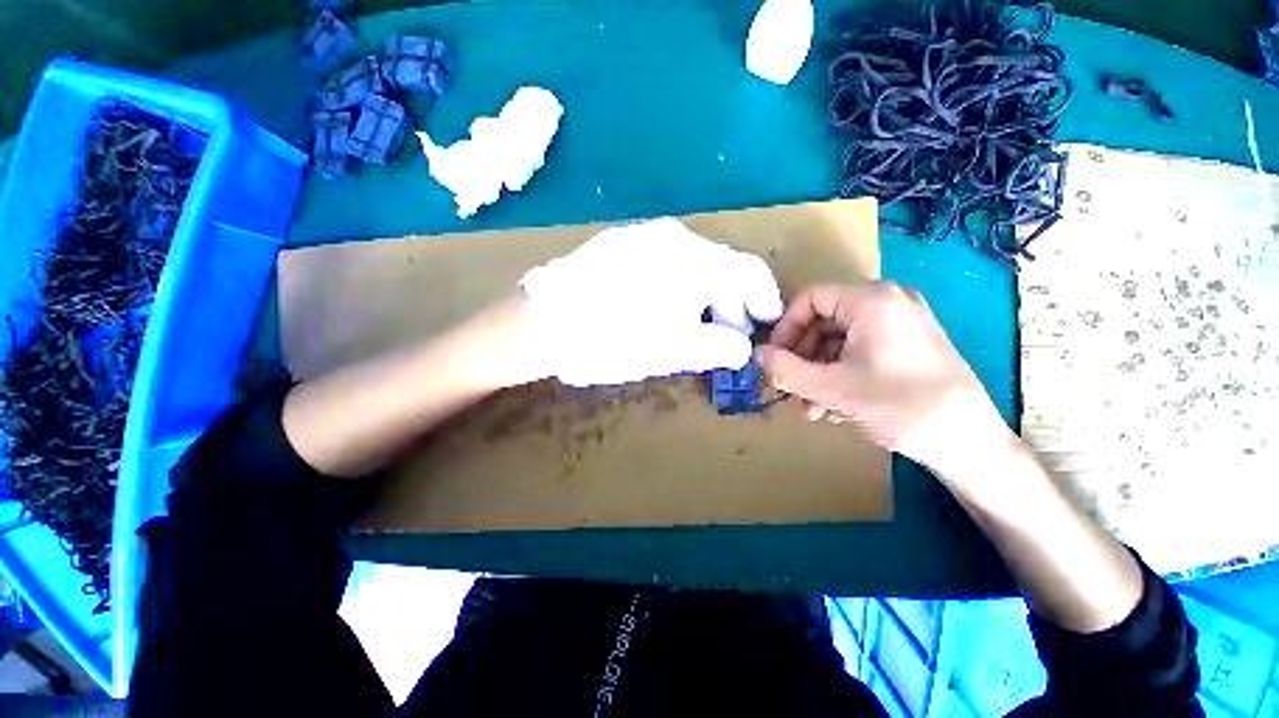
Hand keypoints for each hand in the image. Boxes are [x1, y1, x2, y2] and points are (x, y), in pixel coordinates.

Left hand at [519, 218, 782, 385]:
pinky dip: (679, 286)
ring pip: (691, 264)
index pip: (746, 269)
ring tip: (698, 327)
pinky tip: (667, 309)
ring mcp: (641, 236)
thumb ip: (717, 347)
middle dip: (731, 302)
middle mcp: (670, 236)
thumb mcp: (673, 351)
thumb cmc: (612, 340)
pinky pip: (664, 262)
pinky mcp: (619, 245)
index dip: (764, 297)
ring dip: (704, 295)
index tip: (767, 321)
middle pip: (719, 266)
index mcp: (691, 258)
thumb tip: (741, 345)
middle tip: (729, 335)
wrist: (540, 325)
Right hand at [757, 282, 1007, 476]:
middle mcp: (888, 302)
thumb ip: (786, 369)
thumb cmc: (900, 405)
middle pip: (824, 322)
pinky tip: (835, 407)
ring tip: (812, 408)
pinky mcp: (910, 346)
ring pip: (840, 342)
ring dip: (819, 374)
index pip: (809, 299)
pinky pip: (861, 352)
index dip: (785, 328)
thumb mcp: (832, 388)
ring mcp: (902, 324)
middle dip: (802, 359)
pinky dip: (842, 375)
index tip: (776, 360)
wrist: (970, 443)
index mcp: (871, 300)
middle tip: (790, 389)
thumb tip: (758, 354)